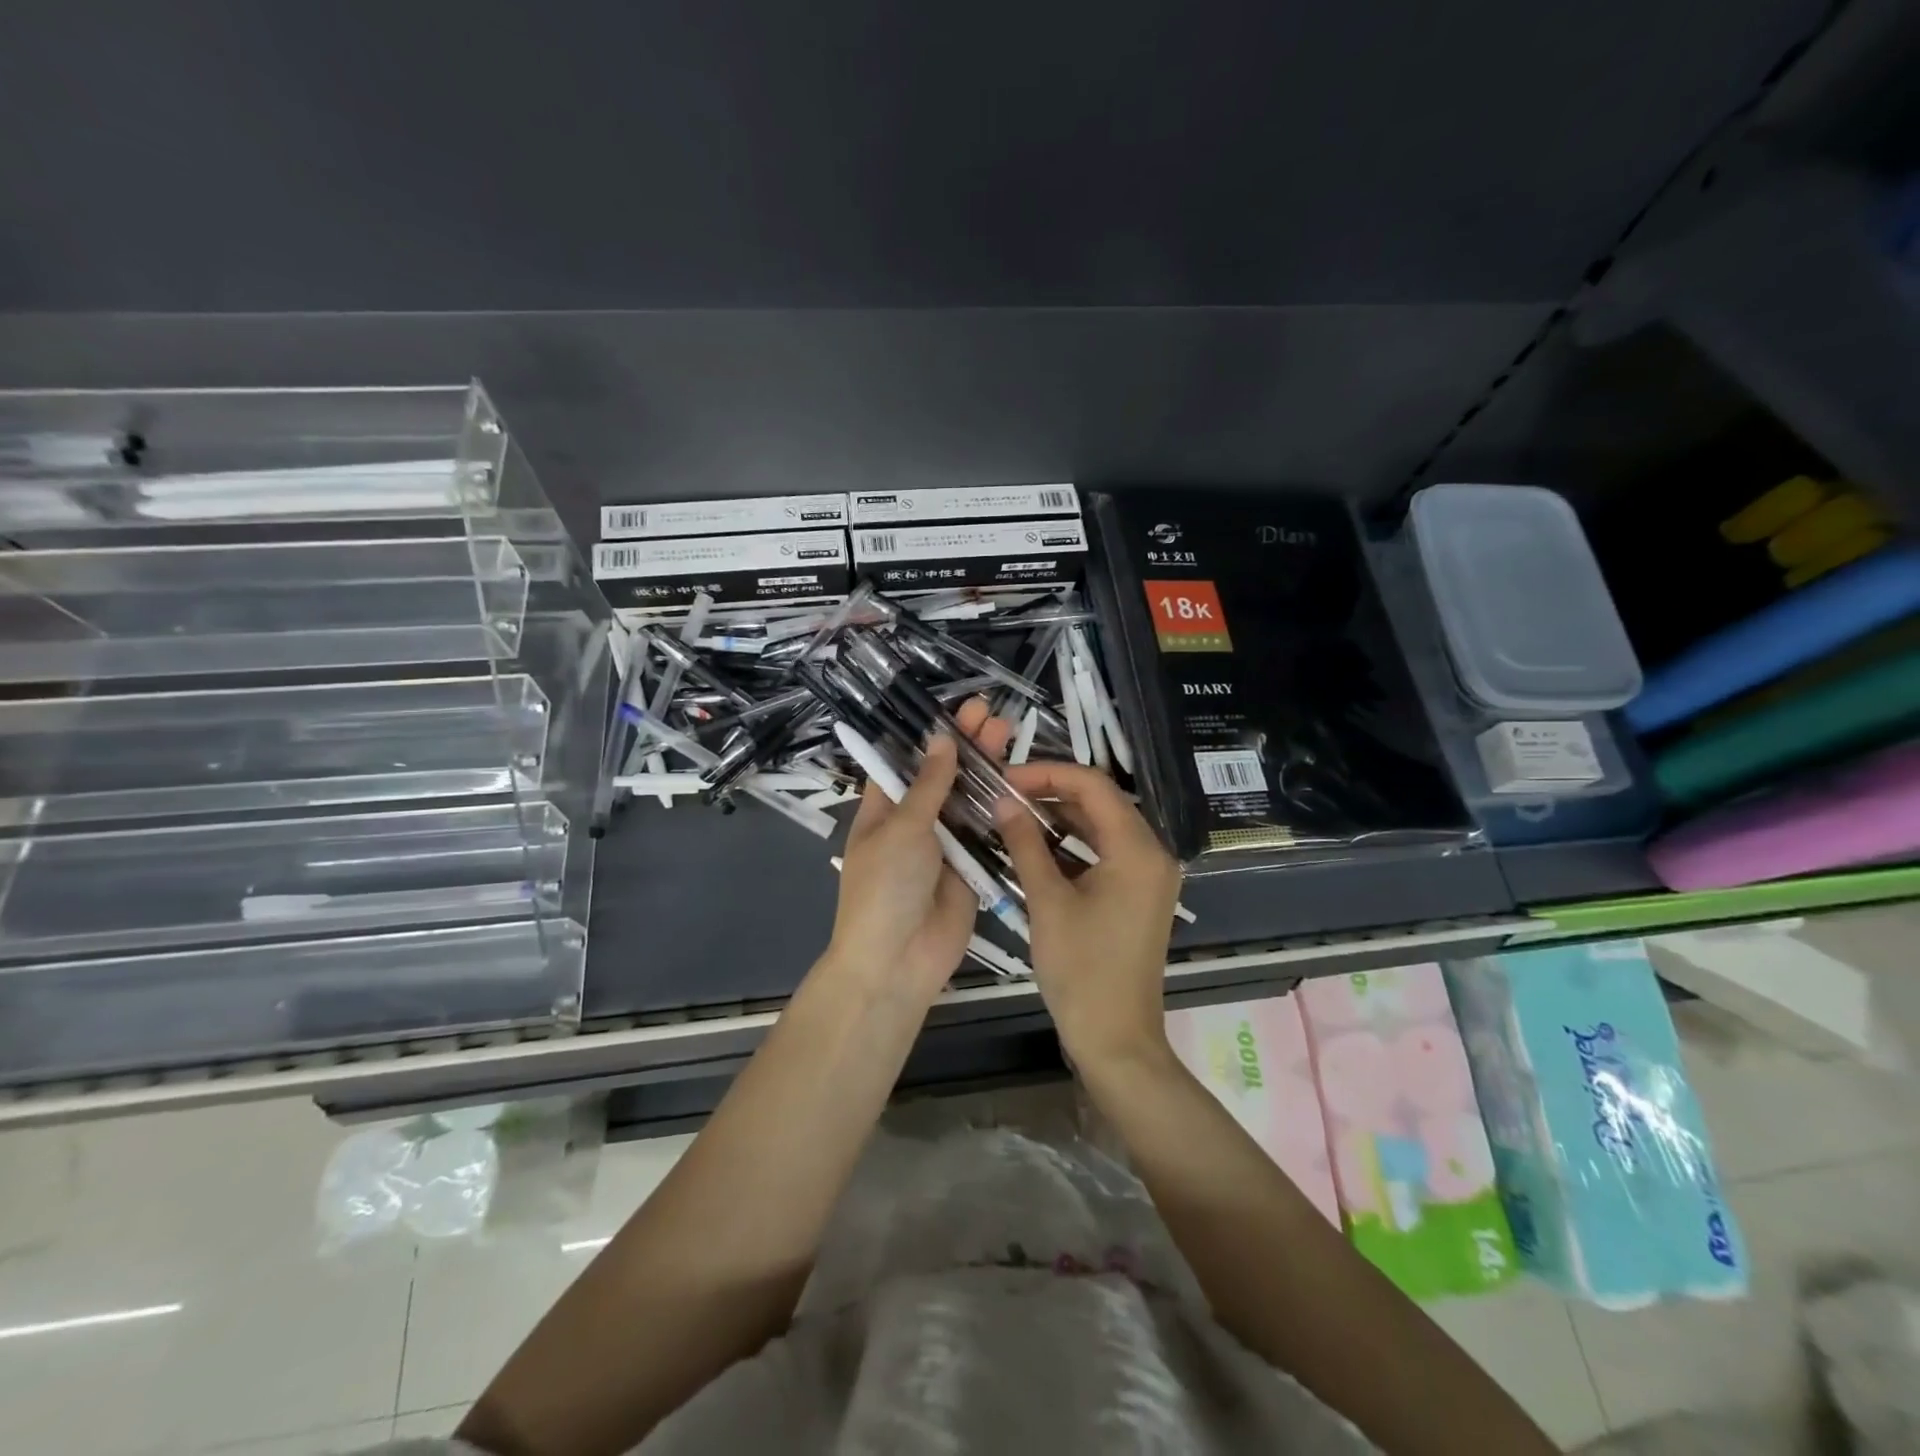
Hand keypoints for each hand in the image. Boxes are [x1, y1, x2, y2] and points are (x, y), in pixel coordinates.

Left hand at [823, 699, 1013, 1004]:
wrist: (898, 961)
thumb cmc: (885, 887)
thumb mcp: (902, 828)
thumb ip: (929, 786)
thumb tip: (940, 739)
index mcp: (884, 808)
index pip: (905, 761)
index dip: (928, 735)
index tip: (953, 709)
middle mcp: (914, 821)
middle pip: (942, 775)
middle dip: (963, 745)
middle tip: (989, 711)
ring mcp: (944, 843)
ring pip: (967, 799)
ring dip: (984, 769)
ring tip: (1007, 730)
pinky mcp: (971, 865)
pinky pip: (986, 831)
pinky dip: (999, 806)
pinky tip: (1018, 778)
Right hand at [994, 761, 1182, 1069]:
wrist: (1116, 1038)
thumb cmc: (1081, 970)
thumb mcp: (1047, 902)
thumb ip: (1025, 844)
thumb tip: (1003, 801)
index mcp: (1137, 850)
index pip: (1093, 786)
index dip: (1047, 773)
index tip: (1005, 778)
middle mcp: (1153, 853)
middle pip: (1101, 801)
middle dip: (1052, 791)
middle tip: (1004, 793)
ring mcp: (1149, 875)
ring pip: (1103, 826)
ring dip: (1061, 817)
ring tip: (1014, 813)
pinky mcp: (1139, 894)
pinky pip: (1106, 852)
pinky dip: (1074, 844)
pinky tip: (1037, 845)